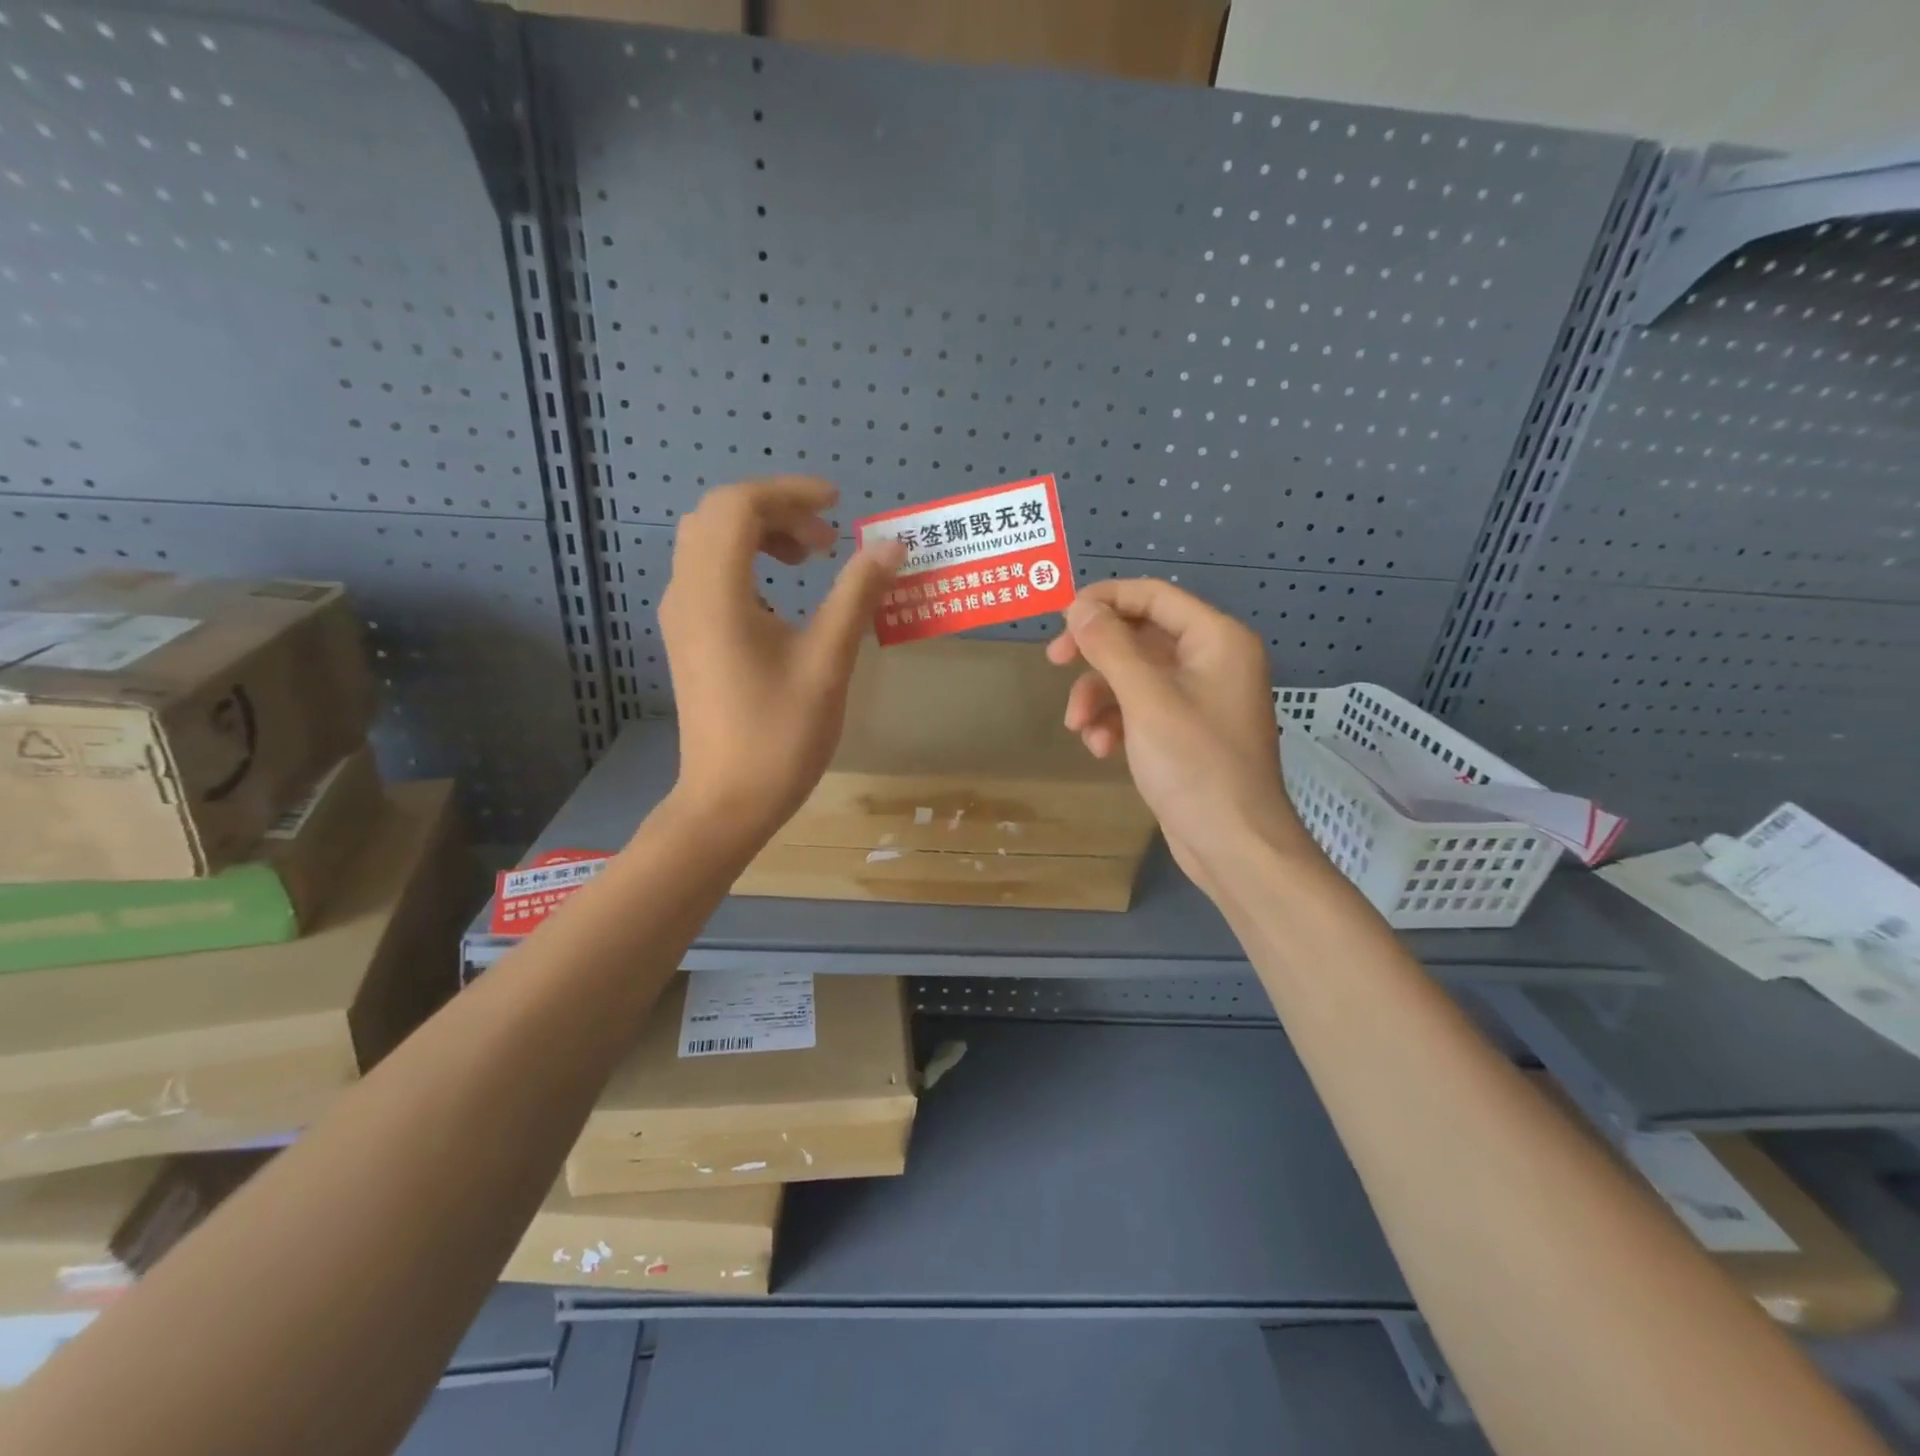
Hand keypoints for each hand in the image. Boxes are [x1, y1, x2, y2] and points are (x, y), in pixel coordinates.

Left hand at [659, 477, 904, 843]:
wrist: (727, 803)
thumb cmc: (780, 736)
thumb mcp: (828, 663)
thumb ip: (857, 596)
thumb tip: (891, 546)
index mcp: (717, 593)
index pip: (739, 506)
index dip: (790, 492)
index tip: (839, 505)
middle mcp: (687, 593)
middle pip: (718, 516)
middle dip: (776, 510)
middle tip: (827, 539)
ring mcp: (681, 617)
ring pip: (708, 542)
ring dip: (759, 534)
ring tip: (810, 560)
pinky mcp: (687, 638)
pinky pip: (707, 573)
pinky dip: (745, 562)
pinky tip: (783, 600)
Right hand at [1047, 579, 1314, 898]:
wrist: (1233, 844)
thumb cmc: (1195, 764)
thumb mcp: (1146, 699)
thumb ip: (1110, 646)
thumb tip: (1079, 606)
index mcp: (1216, 639)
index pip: (1154, 596)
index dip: (1105, 599)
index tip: (1061, 617)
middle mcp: (1212, 660)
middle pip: (1140, 635)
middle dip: (1095, 654)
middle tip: (1055, 661)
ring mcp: (1199, 698)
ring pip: (1134, 676)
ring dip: (1099, 697)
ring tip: (1079, 729)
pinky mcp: (1185, 732)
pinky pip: (1141, 709)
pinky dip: (1116, 722)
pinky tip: (1100, 749)